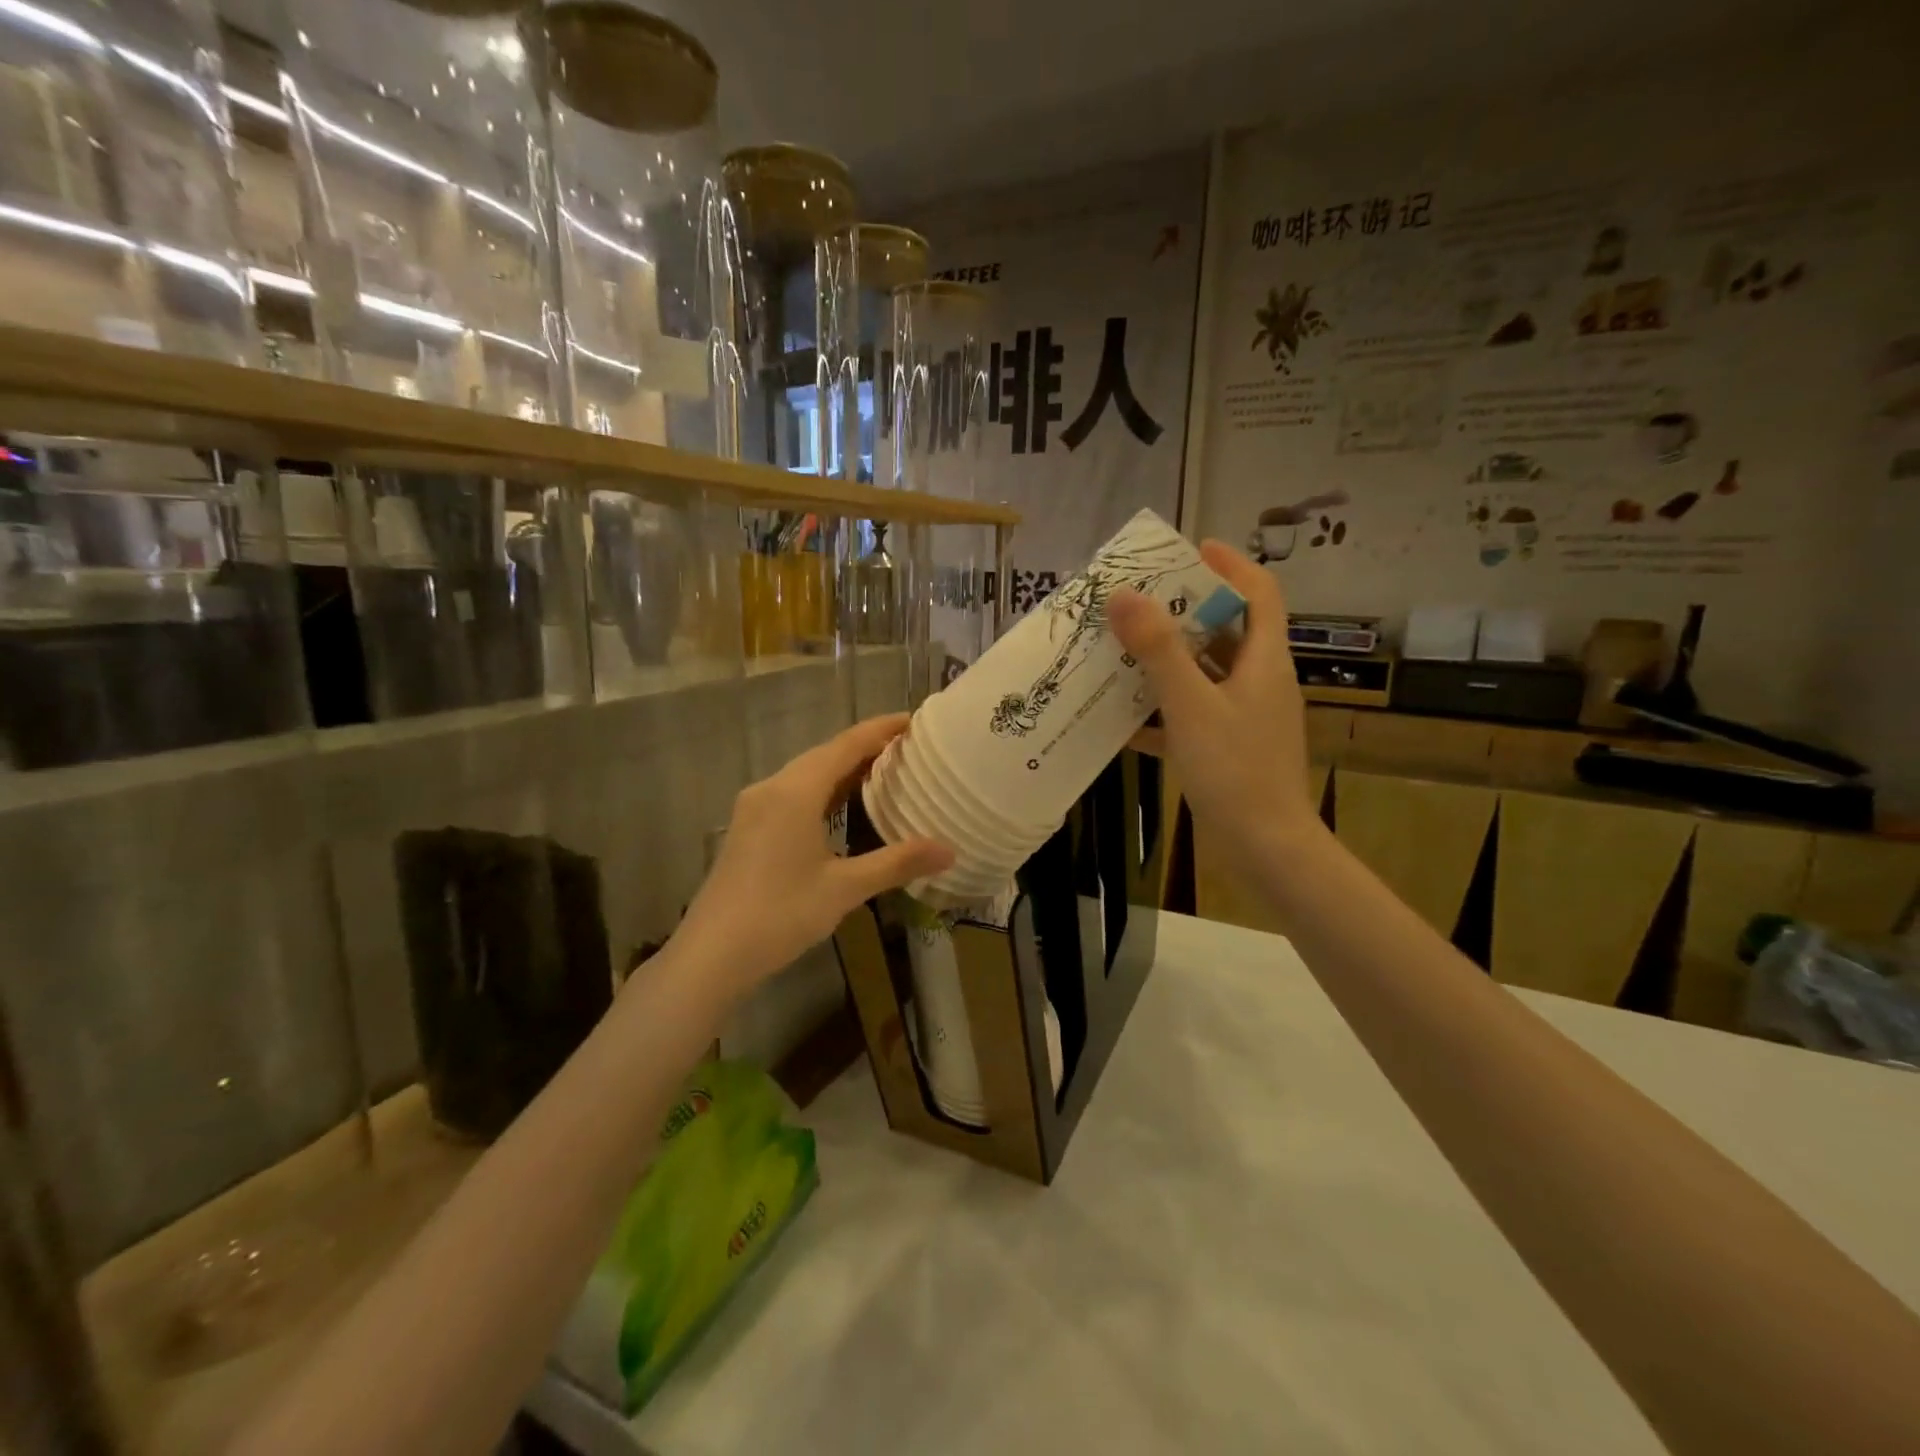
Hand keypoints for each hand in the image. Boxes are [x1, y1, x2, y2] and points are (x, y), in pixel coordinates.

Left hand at [672, 715, 953, 994]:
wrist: (711, 955)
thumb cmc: (780, 915)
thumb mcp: (844, 888)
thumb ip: (897, 863)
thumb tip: (950, 850)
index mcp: (795, 792)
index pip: (846, 745)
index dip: (881, 729)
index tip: (914, 719)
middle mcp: (772, 788)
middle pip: (824, 755)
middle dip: (865, 748)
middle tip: (908, 749)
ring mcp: (754, 808)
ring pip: (806, 775)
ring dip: (843, 770)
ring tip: (883, 773)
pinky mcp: (748, 828)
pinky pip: (792, 794)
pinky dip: (822, 791)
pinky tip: (841, 808)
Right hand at [1109, 541, 1319, 864]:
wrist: (1265, 847)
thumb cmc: (1235, 769)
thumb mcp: (1191, 704)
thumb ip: (1158, 650)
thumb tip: (1124, 595)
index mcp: (1264, 661)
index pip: (1259, 593)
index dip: (1231, 565)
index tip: (1192, 548)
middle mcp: (1259, 682)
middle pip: (1227, 631)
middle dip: (1185, 612)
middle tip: (1139, 600)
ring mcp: (1245, 718)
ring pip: (1206, 675)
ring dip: (1168, 661)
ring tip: (1122, 650)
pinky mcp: (1229, 749)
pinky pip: (1193, 715)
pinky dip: (1163, 711)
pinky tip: (1124, 719)